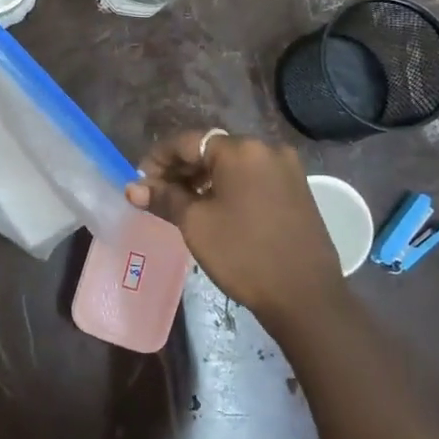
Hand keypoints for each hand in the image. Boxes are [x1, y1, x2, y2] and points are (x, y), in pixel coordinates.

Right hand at [125, 131, 345, 330]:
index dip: (158, 160)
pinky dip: (229, 186)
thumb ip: (164, 198)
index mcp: (240, 149)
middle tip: (157, 195)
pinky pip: (253, 177)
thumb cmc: (244, 255)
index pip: (187, 142)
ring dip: (204, 178)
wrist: (306, 296)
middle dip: (181, 169)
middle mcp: (266, 148)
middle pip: (211, 149)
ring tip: (182, 204)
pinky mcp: (297, 188)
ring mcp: (286, 168)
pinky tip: (214, 208)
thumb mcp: (196, 224)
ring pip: (233, 164)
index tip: (140, 182)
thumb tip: (132, 188)